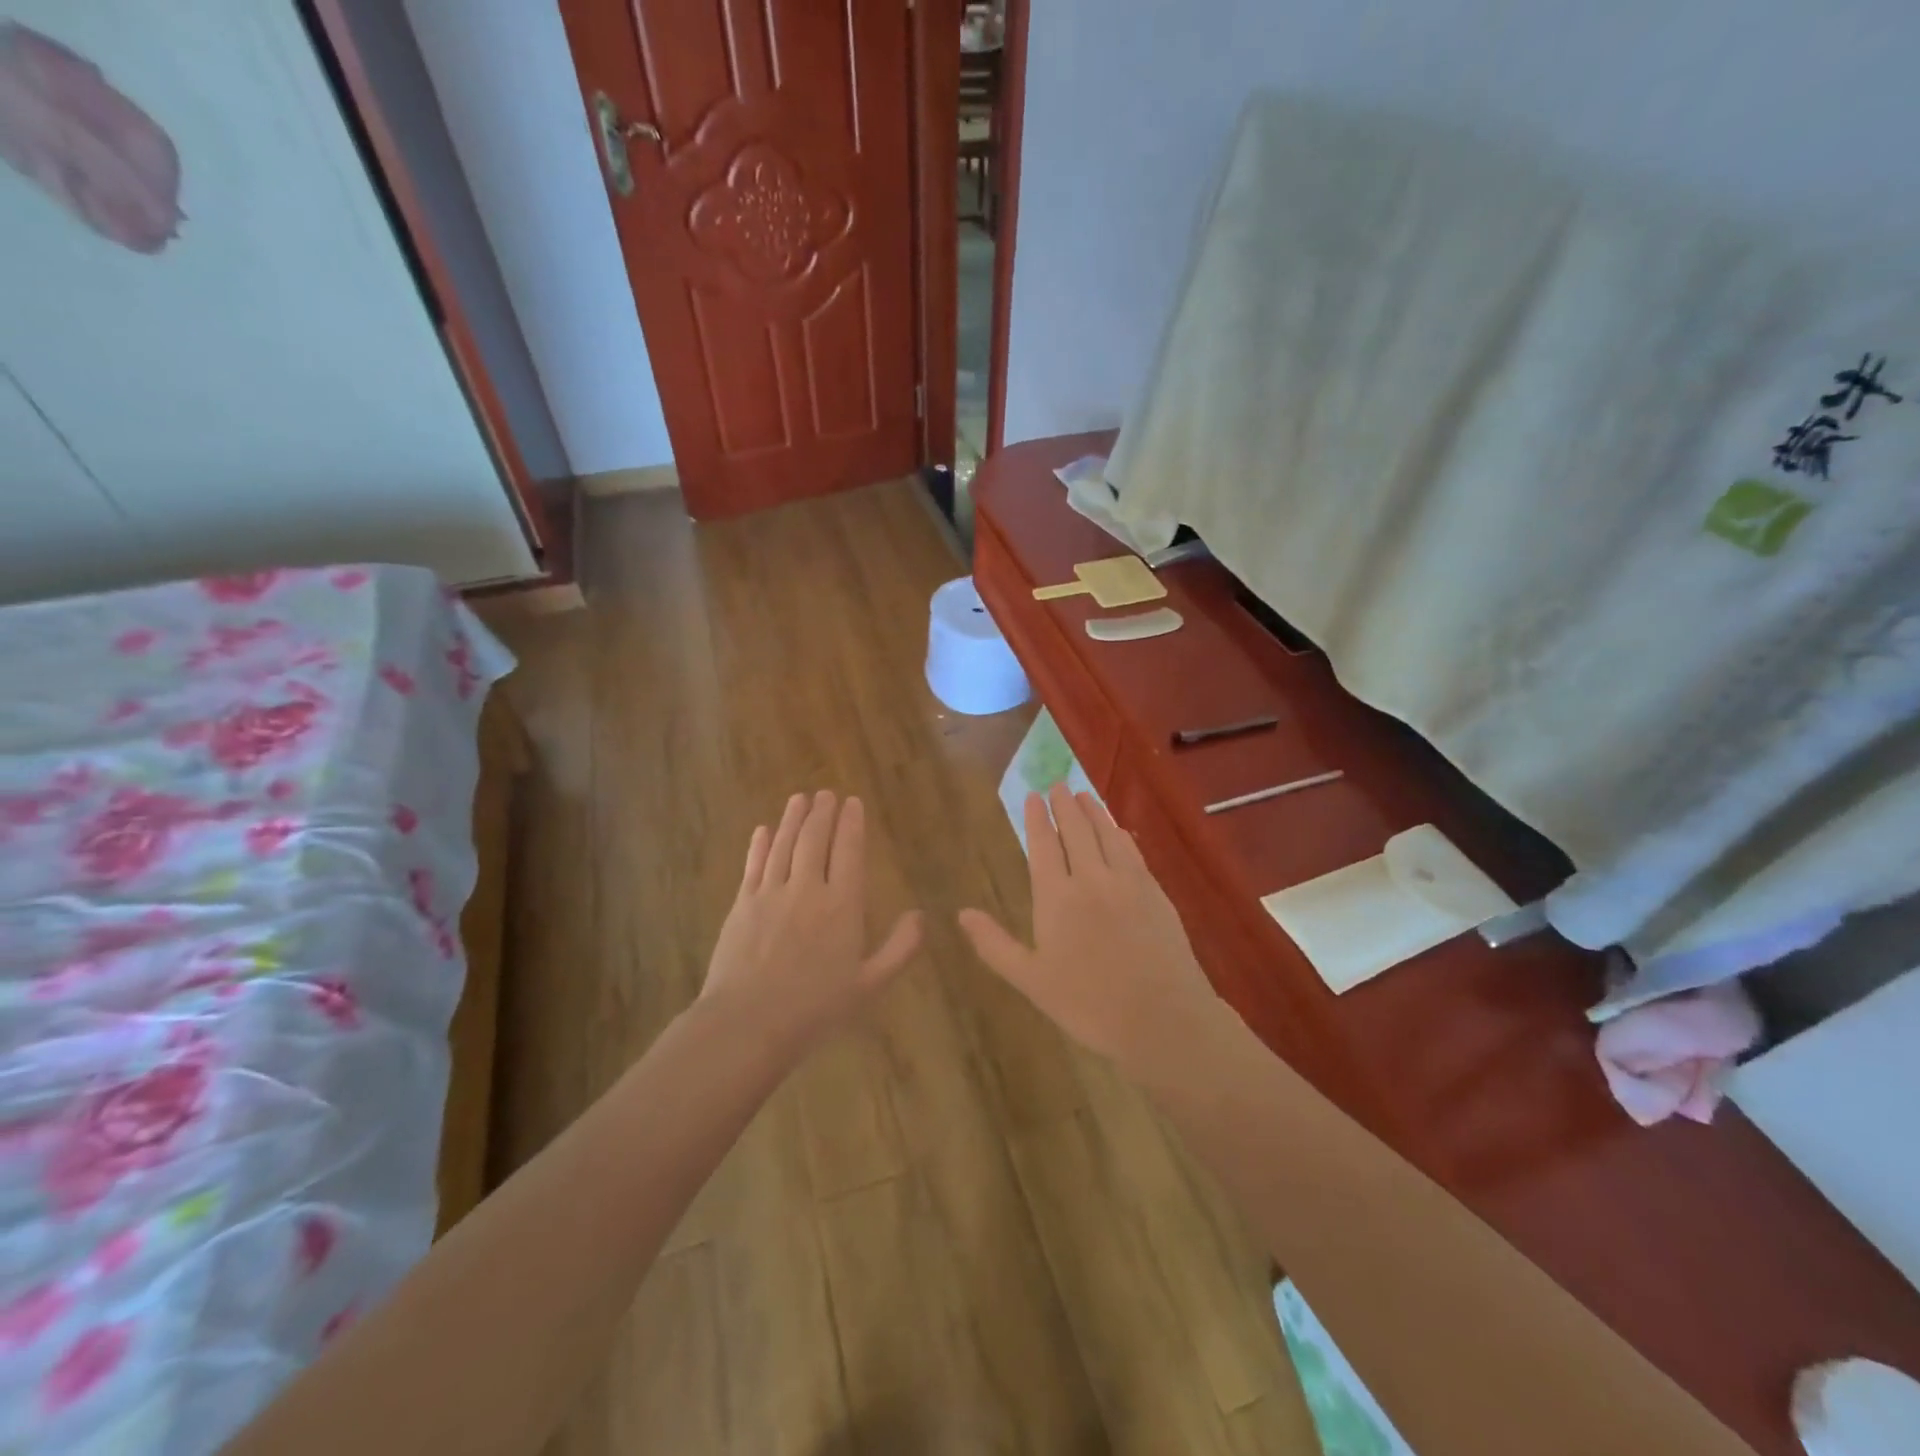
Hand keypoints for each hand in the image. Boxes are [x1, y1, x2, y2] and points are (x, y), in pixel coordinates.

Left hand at [700, 791, 921, 1051]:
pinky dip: (759, 845)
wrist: (748, 1023)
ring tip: (799, 798)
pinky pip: (753, 865)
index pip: (848, 851)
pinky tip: (763, 831)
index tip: (853, 802)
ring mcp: (770, 894)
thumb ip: (900, 948)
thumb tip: (921, 916)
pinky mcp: (742, 905)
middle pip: (814, 840)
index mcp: (842, 905)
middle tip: (826, 793)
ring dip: (792, 819)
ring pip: (783, 845)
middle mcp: (807, 889)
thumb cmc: (816, 1008)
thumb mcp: (870, 985)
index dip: (852, 824)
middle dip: (822, 813)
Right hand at [959, 785, 1231, 1079]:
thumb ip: (994, 944)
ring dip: (1094, 812)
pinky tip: (1118, 830)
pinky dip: (1120, 834)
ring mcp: (1127, 882)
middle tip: (1058, 785)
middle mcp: (1091, 879)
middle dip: (1065, 806)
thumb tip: (962, 913)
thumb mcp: (1031, 980)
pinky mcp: (1155, 892)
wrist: (1161, 1018)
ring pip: (1106, 835)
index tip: (1033, 796)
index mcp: (1056, 898)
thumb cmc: (1088, 1005)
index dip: (1037, 819)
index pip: (1043, 846)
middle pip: (1076, 831)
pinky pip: (1133, 852)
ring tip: (1084, 795)